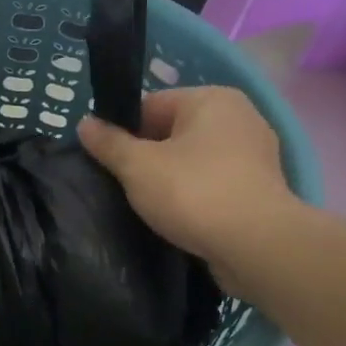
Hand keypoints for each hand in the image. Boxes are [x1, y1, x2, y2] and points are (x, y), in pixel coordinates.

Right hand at [78, 87, 300, 291]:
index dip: (123, 132)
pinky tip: (178, 219)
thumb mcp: (138, 166)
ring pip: (194, 161)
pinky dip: (195, 198)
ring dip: (171, 180)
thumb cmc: (194, 193)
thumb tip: (84, 123)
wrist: (256, 246)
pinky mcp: (260, 189)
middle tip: (123, 187)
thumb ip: (109, 143)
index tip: (107, 162)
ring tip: (147, 207)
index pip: (151, 105)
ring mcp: (254, 155)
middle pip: (173, 132)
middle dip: (147, 157)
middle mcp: (239, 117)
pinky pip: (214, 185)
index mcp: (211, 99)